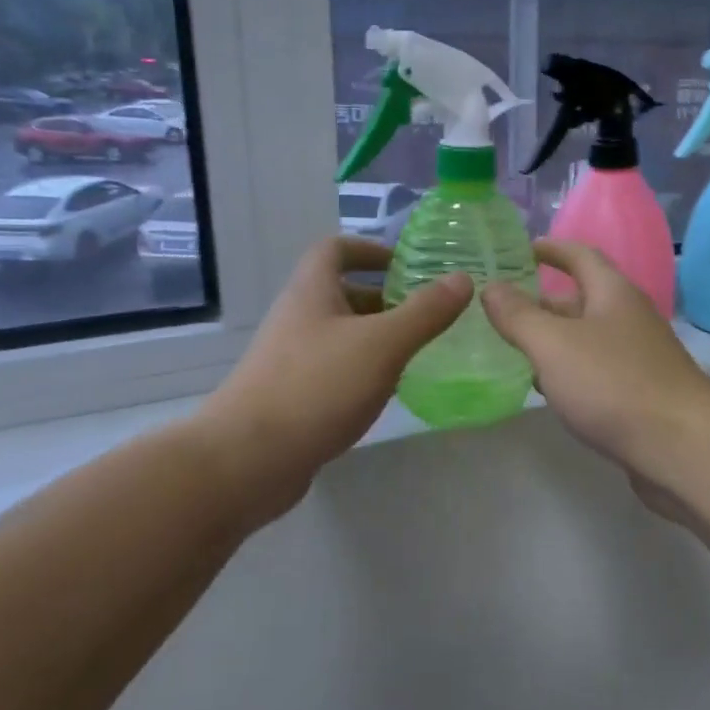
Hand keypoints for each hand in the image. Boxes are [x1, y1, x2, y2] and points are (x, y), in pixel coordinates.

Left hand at [203, 238, 470, 508]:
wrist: (247, 460)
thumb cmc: (316, 388)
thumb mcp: (382, 344)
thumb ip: (424, 312)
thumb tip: (462, 278)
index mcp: (312, 292)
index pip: (335, 249)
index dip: (370, 249)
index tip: (407, 265)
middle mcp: (297, 318)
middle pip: (342, 294)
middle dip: (384, 298)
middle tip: (427, 313)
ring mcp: (291, 359)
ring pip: (341, 335)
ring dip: (377, 337)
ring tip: (419, 351)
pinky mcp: (293, 396)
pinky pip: (334, 370)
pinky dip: (363, 370)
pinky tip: (388, 391)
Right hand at [482, 241, 709, 487]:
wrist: (682, 447)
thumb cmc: (613, 384)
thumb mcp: (553, 344)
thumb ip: (518, 315)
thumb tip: (492, 287)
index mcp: (613, 293)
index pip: (580, 256)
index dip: (551, 249)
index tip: (521, 250)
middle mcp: (628, 318)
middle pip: (582, 299)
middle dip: (542, 302)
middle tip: (500, 310)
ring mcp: (637, 358)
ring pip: (586, 338)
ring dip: (552, 340)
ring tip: (511, 348)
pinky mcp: (639, 393)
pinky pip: (595, 371)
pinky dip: (568, 372)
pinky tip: (546, 389)